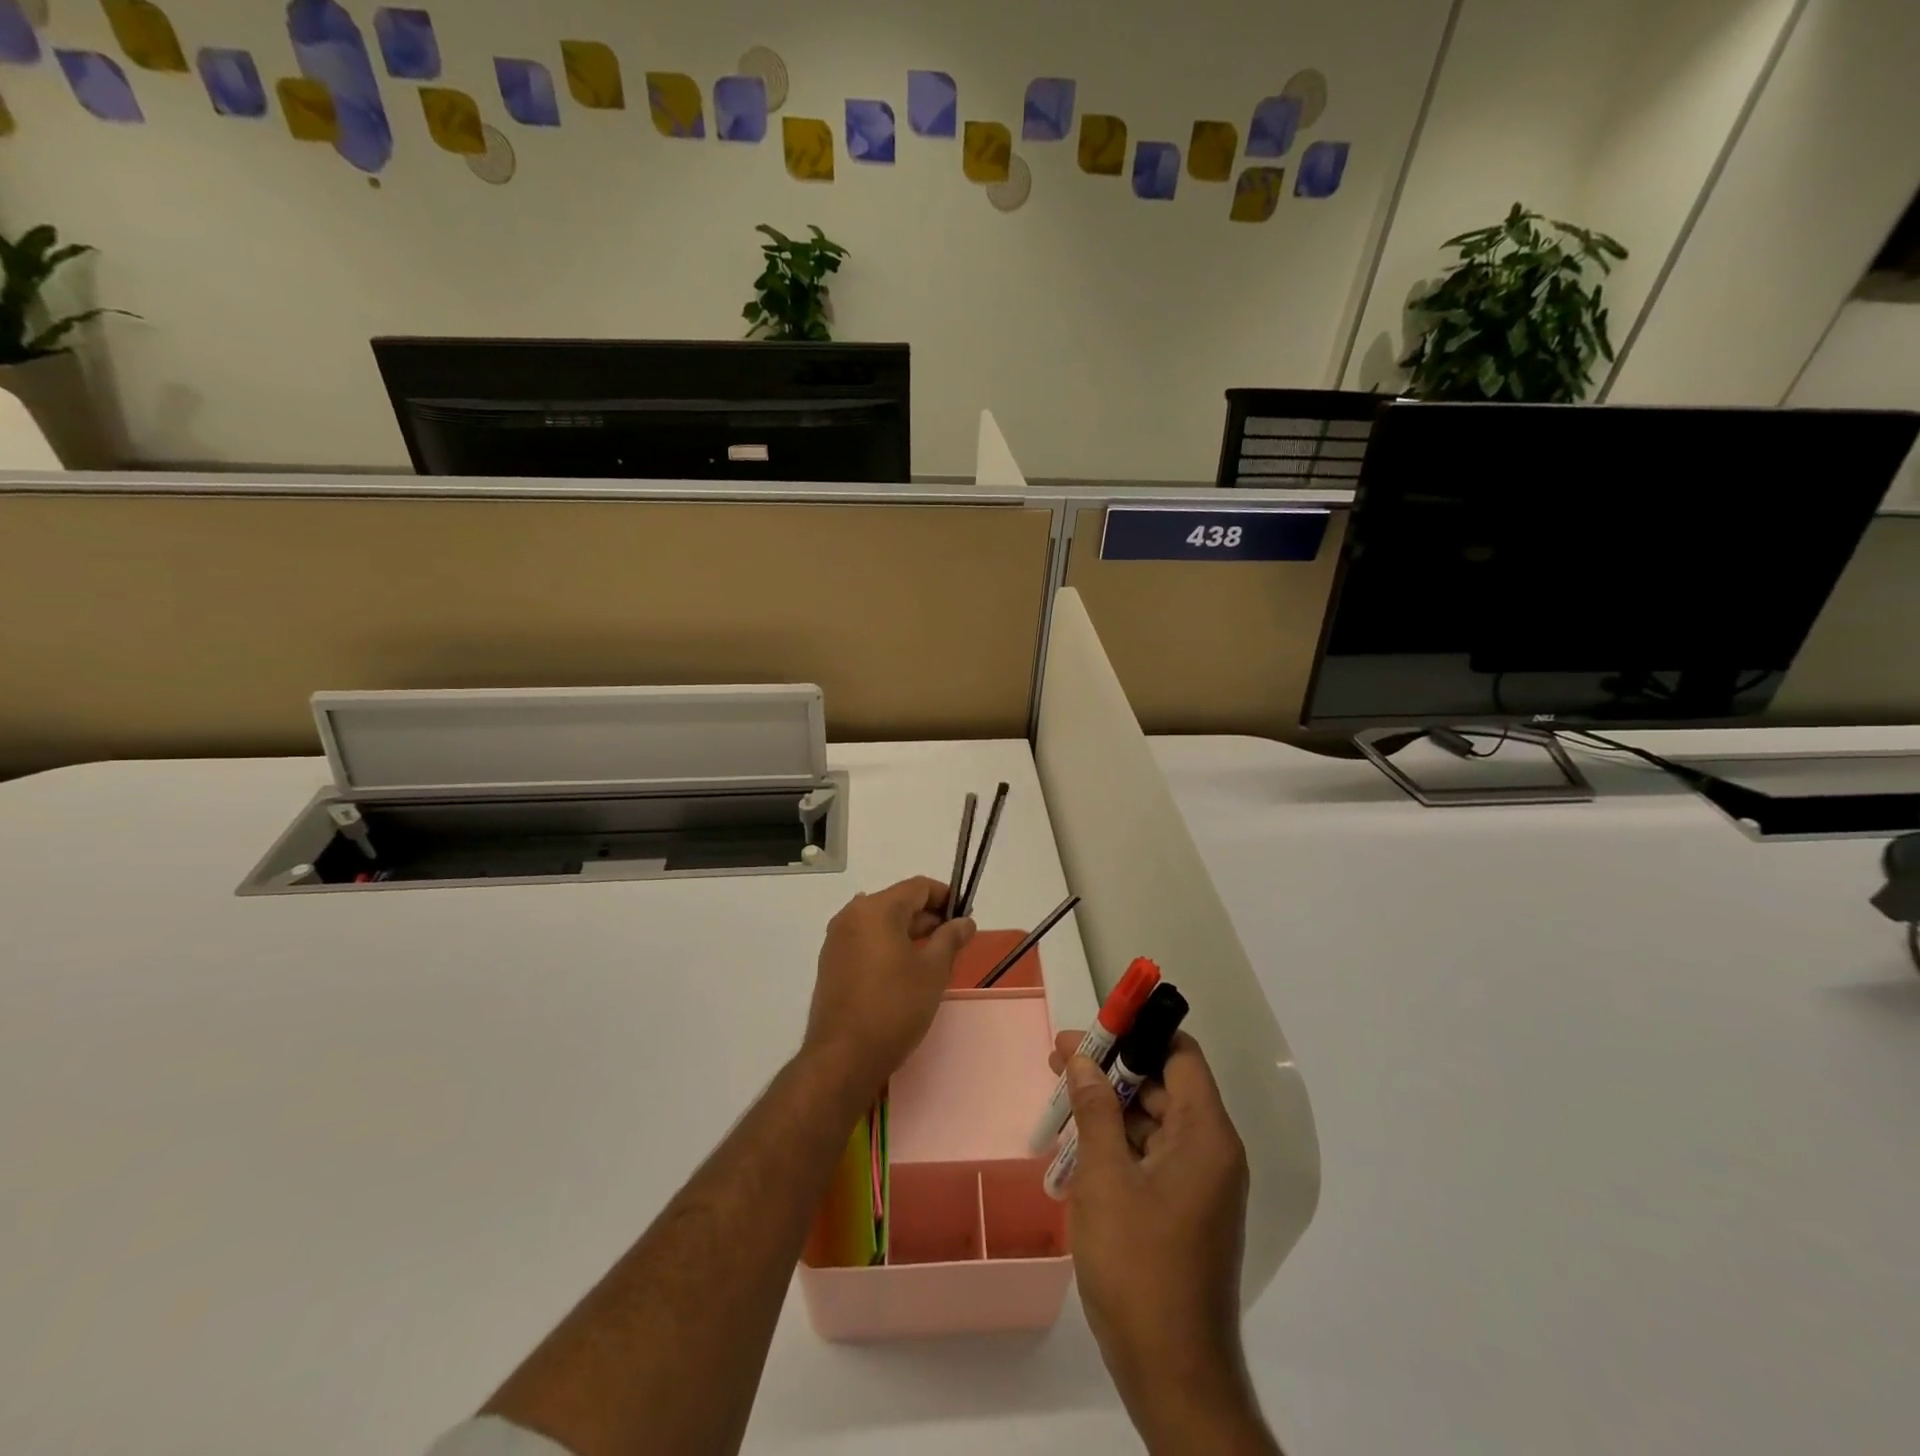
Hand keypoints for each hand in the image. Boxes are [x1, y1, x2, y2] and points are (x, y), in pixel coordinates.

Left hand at [803, 877, 974, 1099]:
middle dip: (929, 917)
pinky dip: (888, 947)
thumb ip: (950, 939)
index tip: (966, 916)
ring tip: (935, 958)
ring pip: (881, 924)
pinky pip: (866, 942)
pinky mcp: (831, 964)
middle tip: (956, 941)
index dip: (946, 896)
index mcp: (876, 909)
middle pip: (898, 903)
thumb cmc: (894, 1007)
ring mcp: (837, 940)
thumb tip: (965, 921)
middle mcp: (851, 916)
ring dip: (909, 933)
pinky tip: (906, 971)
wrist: (843, 1057)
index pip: (918, 887)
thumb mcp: (933, 971)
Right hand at [1055, 1031, 1277, 1454]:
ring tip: (1062, 1104)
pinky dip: (1118, 1145)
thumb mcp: (1105, 1179)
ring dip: (1110, 1109)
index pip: (1180, 1055)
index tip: (1094, 1026)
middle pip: (1164, 1085)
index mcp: (1206, 1135)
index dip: (1139, 1032)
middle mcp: (1212, 1152)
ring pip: (1154, 1122)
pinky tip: (1078, 1150)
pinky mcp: (1185, 1211)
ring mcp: (1200, 1184)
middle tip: (1060, 1062)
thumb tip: (1082, 1058)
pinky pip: (1152, 1156)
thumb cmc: (1139, 1267)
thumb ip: (1094, 1110)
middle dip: (1112, 1070)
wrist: (1173, 1377)